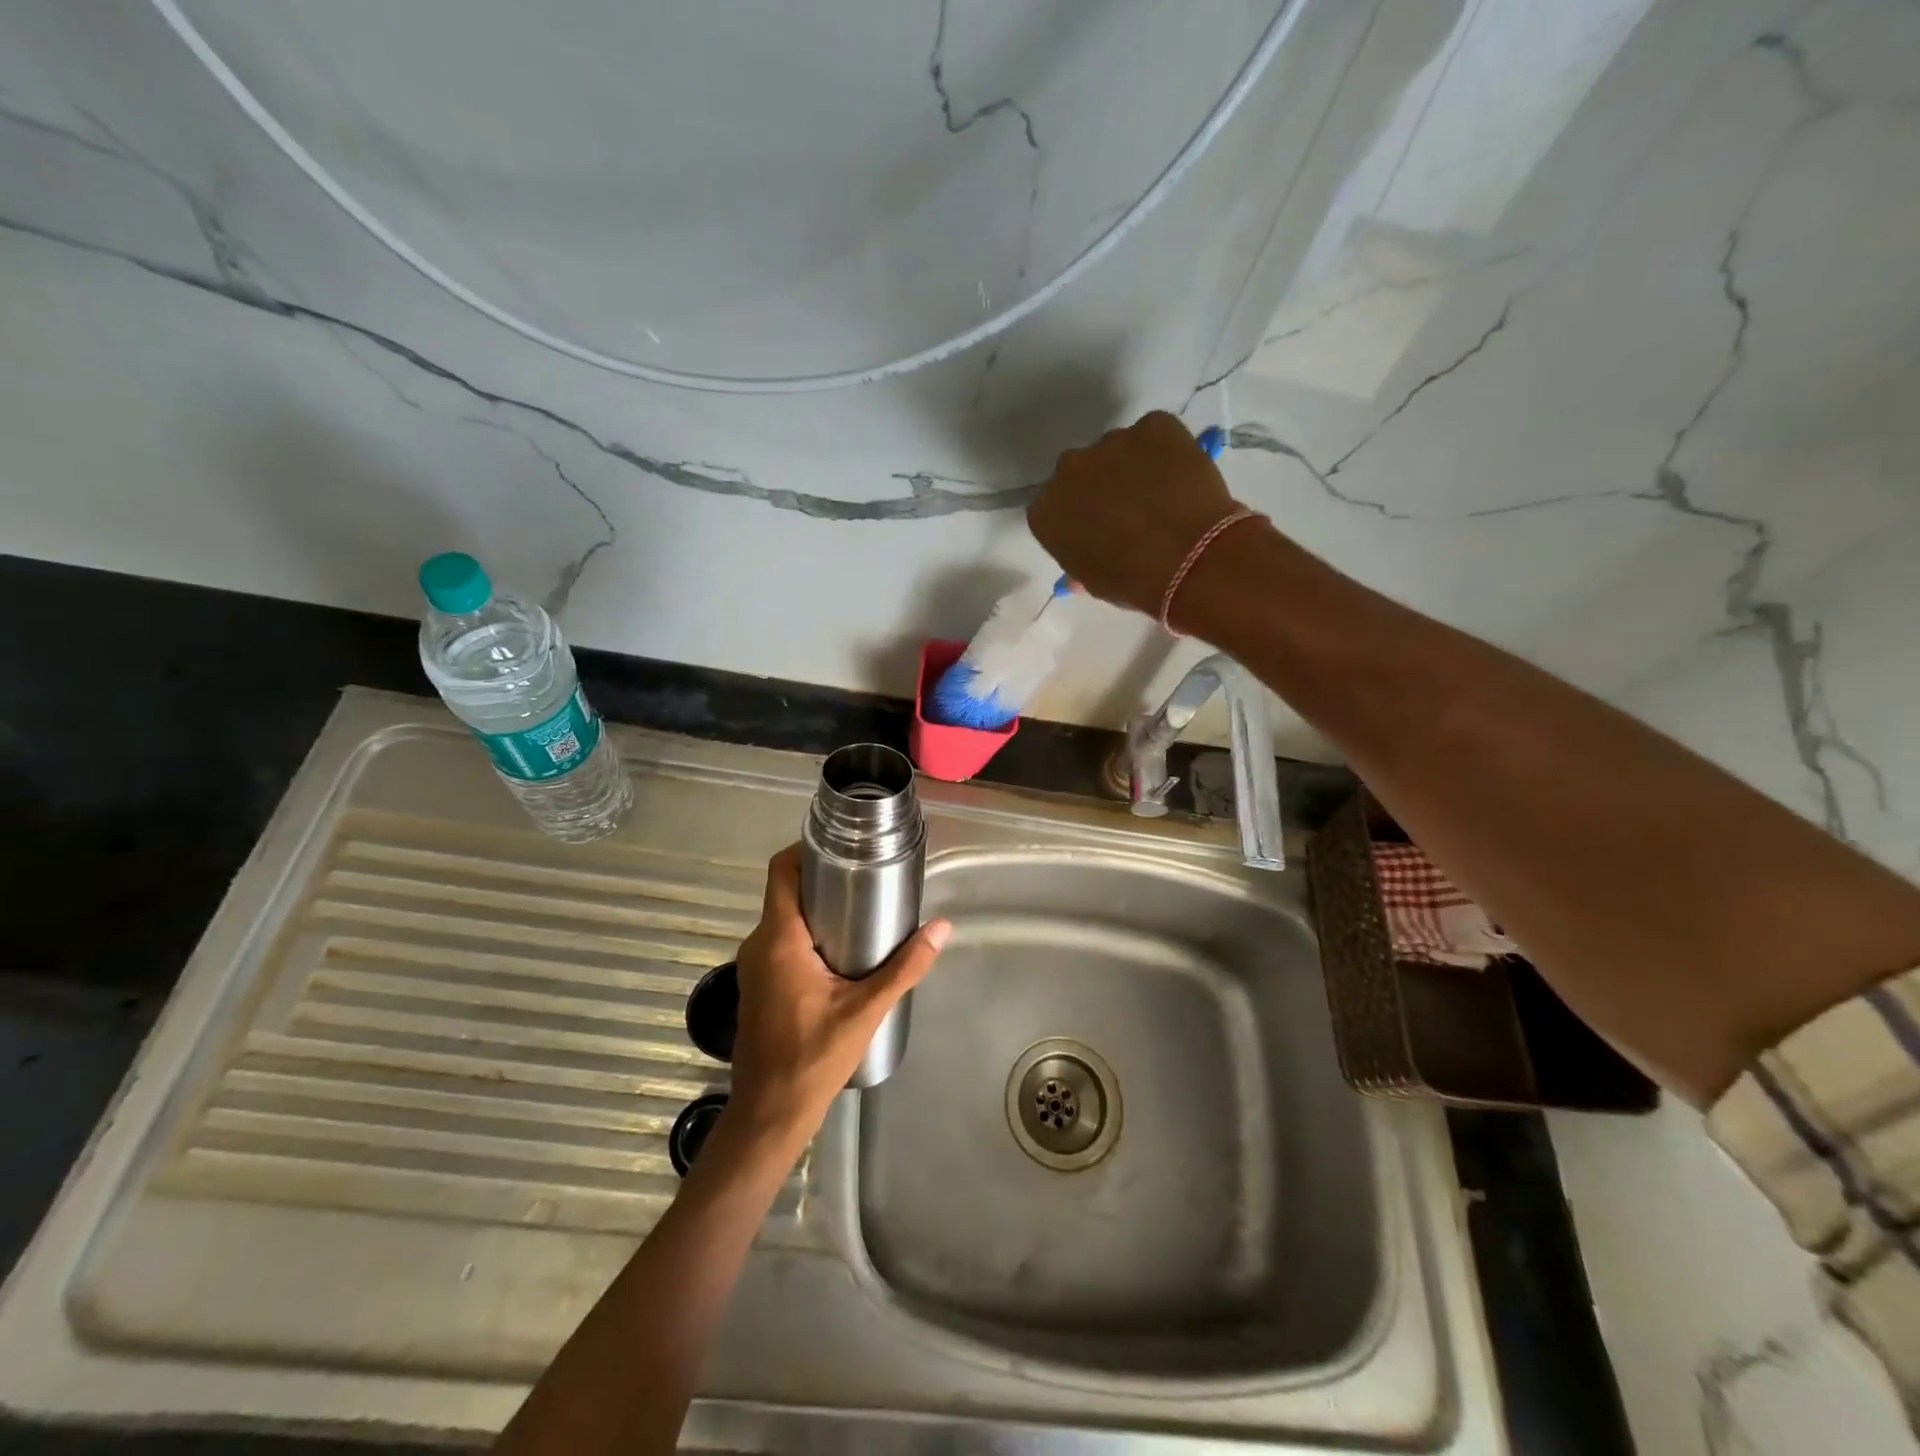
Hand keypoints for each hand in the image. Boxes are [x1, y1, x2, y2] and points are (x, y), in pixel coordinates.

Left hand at [725, 845, 949, 1142]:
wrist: (769, 1114)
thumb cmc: (813, 1058)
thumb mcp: (866, 1011)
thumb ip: (905, 968)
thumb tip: (942, 928)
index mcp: (779, 940)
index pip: (781, 872)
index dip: (805, 850)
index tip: (842, 848)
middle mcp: (758, 944)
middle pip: (786, 892)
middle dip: (822, 880)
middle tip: (865, 879)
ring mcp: (753, 966)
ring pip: (783, 918)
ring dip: (815, 909)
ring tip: (859, 912)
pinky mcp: (757, 985)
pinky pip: (780, 942)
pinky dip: (806, 934)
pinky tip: (839, 952)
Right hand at [1027, 411, 1247, 621]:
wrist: (1190, 558)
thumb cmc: (1133, 581)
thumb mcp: (1095, 581)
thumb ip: (1080, 559)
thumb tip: (1086, 552)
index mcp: (1046, 511)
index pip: (1052, 509)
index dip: (1077, 518)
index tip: (1097, 531)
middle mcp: (1069, 468)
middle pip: (1080, 472)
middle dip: (1099, 486)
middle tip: (1128, 510)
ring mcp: (1111, 441)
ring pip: (1117, 451)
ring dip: (1132, 467)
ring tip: (1161, 495)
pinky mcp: (1153, 425)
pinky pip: (1155, 433)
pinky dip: (1165, 450)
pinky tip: (1180, 477)